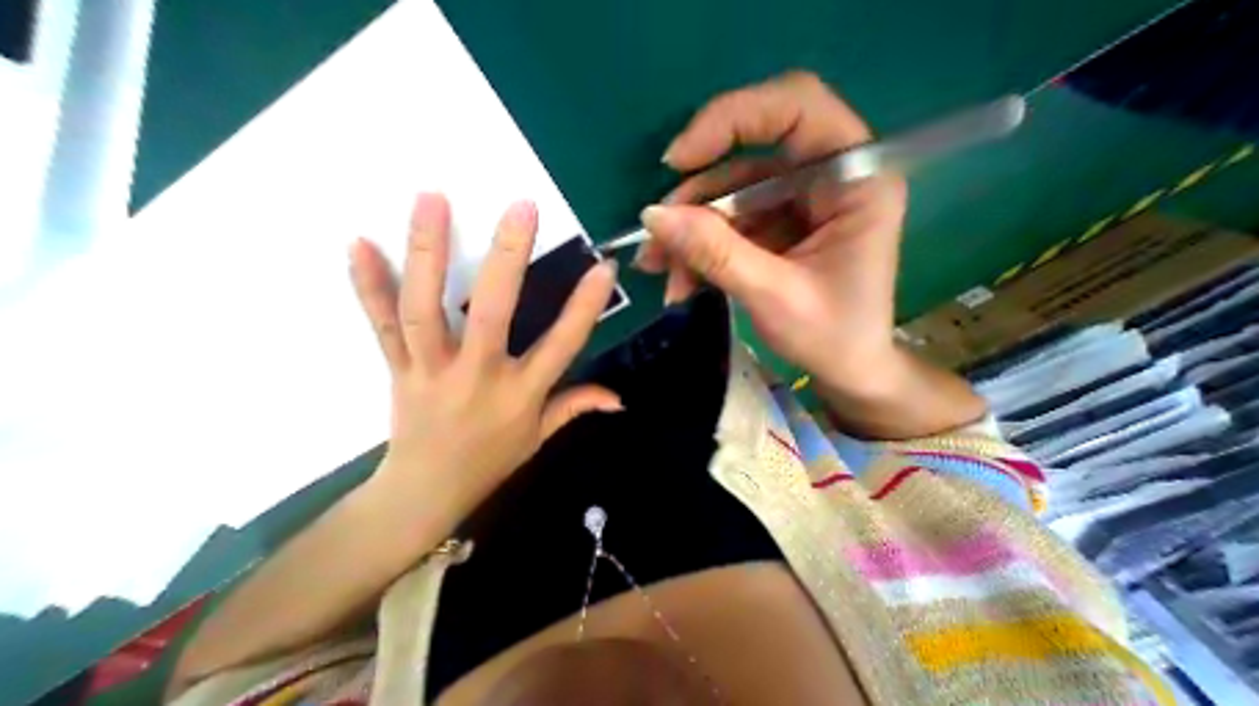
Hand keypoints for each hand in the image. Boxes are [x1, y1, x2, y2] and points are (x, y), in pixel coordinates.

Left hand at [344, 192, 621, 518]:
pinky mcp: (396, 370)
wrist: (425, 493)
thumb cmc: (492, 461)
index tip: (603, 268)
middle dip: (507, 258)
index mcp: (521, 394)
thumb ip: (578, 406)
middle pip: (491, 312)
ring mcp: (430, 370)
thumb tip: (619, 398)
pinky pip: (381, 326)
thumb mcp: (541, 436)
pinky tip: (357, 242)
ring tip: (432, 198)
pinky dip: (366, 285)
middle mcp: (477, 376)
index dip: (585, 306)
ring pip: (426, 309)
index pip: (562, 344)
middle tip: (520, 208)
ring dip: (427, 252)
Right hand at [641, 72, 904, 398]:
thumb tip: (654, 217)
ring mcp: (798, 205)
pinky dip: (699, 250)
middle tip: (655, 240)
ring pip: (728, 198)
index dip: (730, 120)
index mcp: (855, 181)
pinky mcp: (777, 229)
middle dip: (694, 202)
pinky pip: (728, 226)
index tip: (678, 161)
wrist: (846, 369)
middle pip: (747, 161)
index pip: (794, 108)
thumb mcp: (773, 296)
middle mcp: (827, 180)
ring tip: (658, 270)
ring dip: (688, 234)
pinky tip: (680, 280)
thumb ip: (716, 254)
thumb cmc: (831, 336)